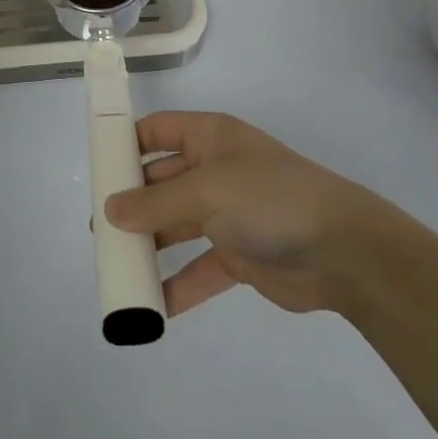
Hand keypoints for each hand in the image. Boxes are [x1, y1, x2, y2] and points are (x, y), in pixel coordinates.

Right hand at [104, 112, 390, 317]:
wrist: (342, 250)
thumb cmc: (269, 199)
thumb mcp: (207, 190)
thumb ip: (156, 202)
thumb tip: (109, 210)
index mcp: (208, 138)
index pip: (156, 131)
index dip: (126, 144)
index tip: (95, 170)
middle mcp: (214, 170)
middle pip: (161, 181)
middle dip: (131, 203)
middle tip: (99, 230)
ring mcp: (227, 213)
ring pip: (176, 225)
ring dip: (149, 245)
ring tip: (116, 267)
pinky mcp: (240, 255)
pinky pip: (199, 268)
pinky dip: (178, 285)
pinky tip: (154, 307)